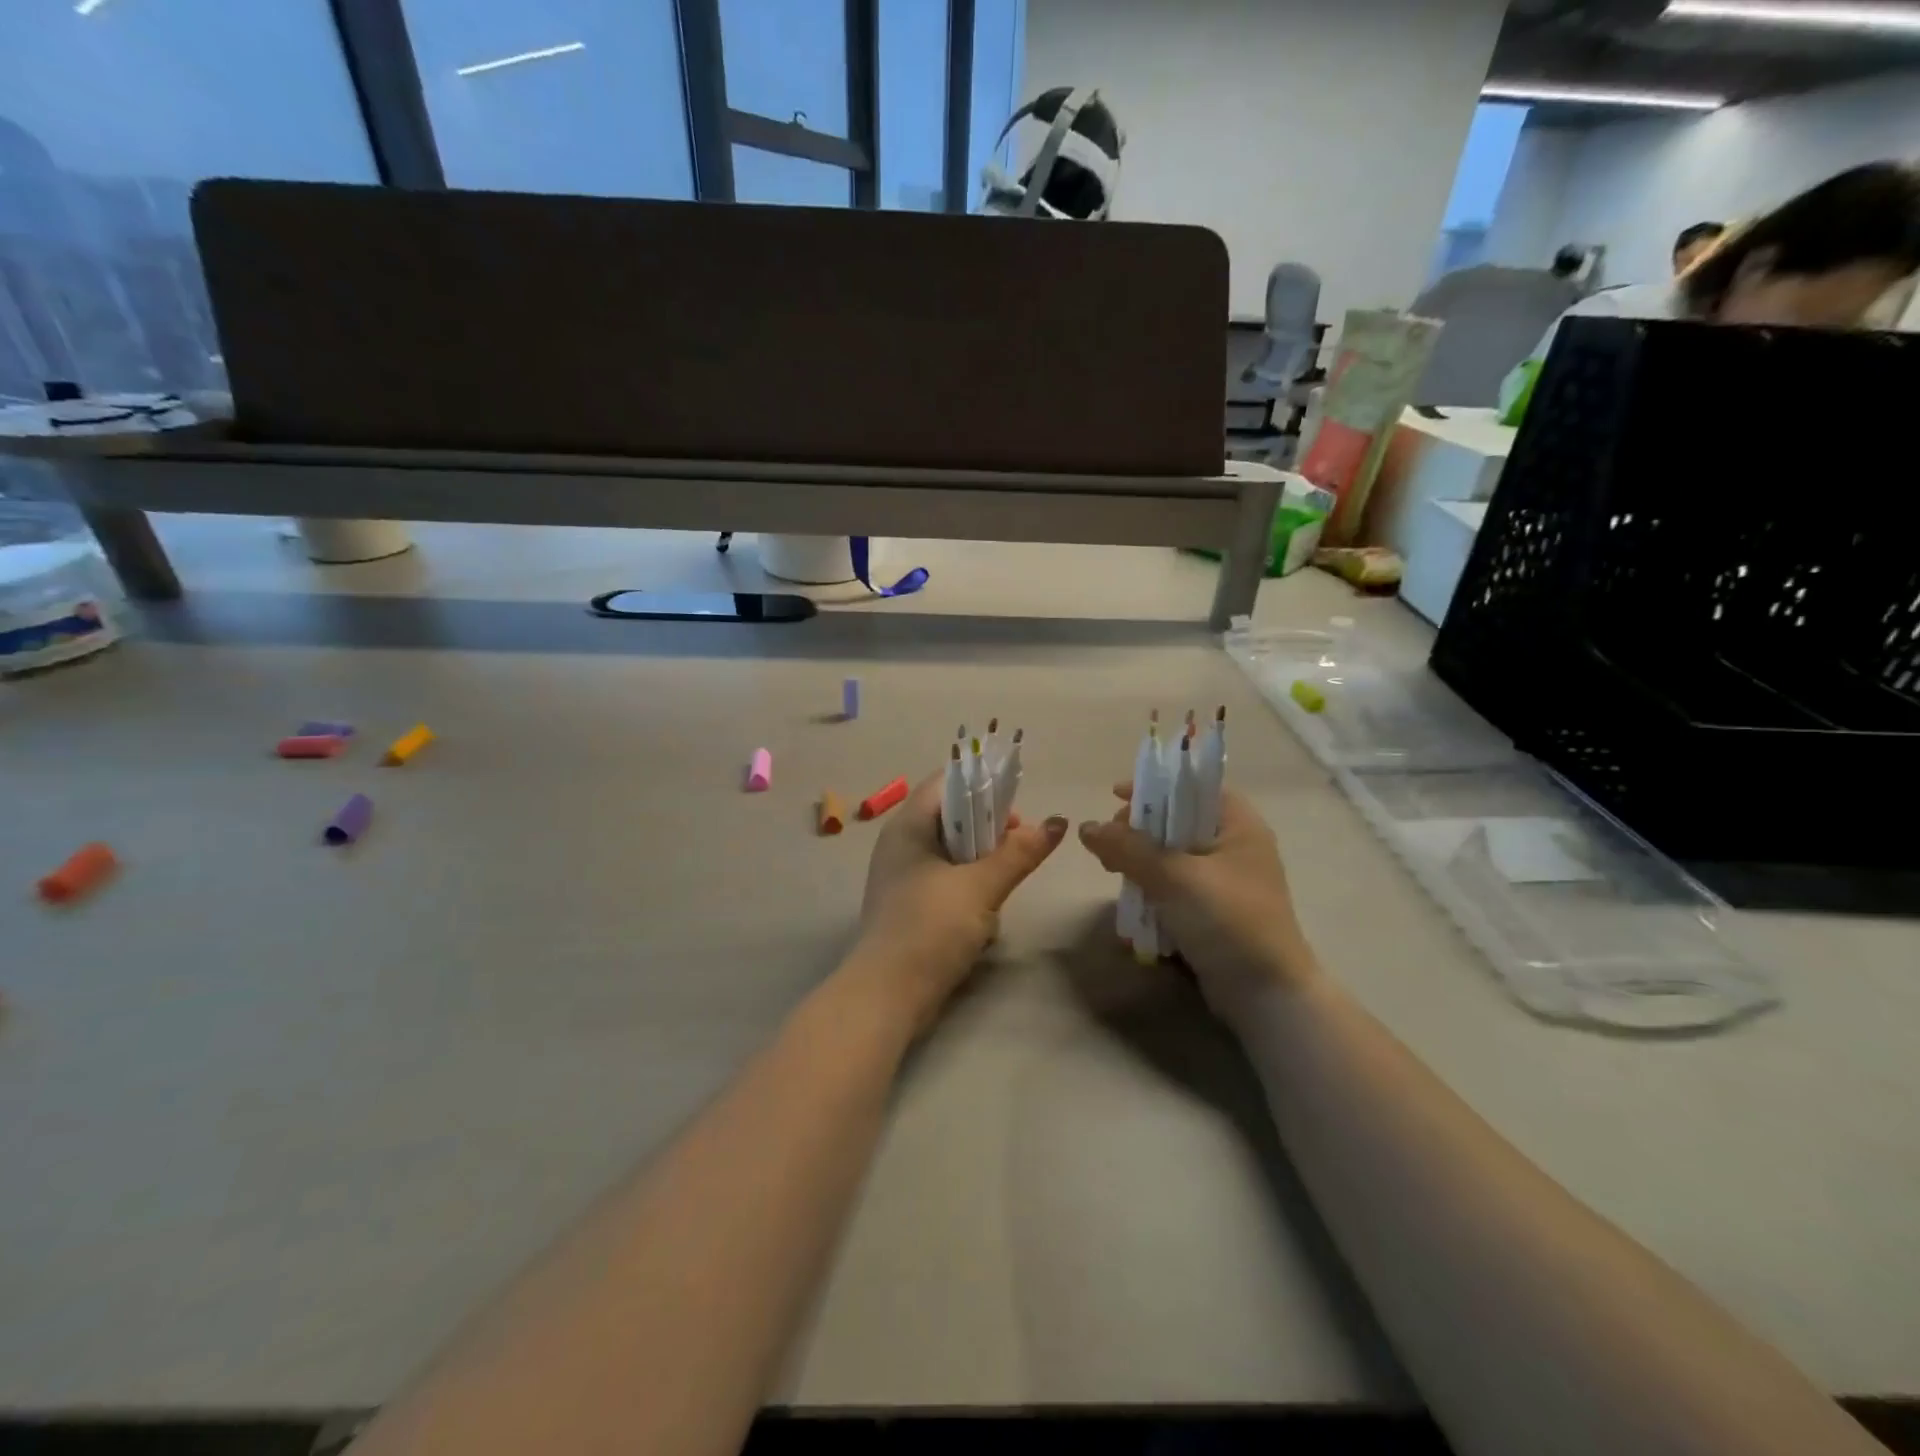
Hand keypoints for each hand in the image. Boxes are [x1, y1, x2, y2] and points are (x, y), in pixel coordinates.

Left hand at [848, 773, 1067, 1033]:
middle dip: (989, 828)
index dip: (983, 784)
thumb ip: (1018, 852)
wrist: (888, 995)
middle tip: (1019, 844)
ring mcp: (903, 876)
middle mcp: (901, 843)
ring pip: (952, 851)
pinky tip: (985, 914)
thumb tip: (1057, 822)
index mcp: (909, 825)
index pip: (947, 782)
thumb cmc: (930, 928)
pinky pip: (946, 881)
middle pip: (952, 816)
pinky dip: (968, 888)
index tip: (1016, 805)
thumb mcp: (980, 886)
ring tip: (1005, 881)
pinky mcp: (910, 905)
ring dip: (982, 862)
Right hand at [1078, 785, 1319, 1013]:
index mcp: (1238, 825)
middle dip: (1138, 830)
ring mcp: (1224, 882)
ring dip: (1140, 863)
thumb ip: (1128, 848)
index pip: (1192, 786)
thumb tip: (1086, 827)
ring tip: (1112, 873)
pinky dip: (1151, 890)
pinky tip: (1131, 904)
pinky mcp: (1213, 912)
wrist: (1267, 996)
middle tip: (1109, 845)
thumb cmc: (1228, 921)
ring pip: (1171, 857)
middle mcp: (1234, 847)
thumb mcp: (1175, 877)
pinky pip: (1174, 888)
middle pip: (1176, 821)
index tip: (1114, 795)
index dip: (1154, 785)